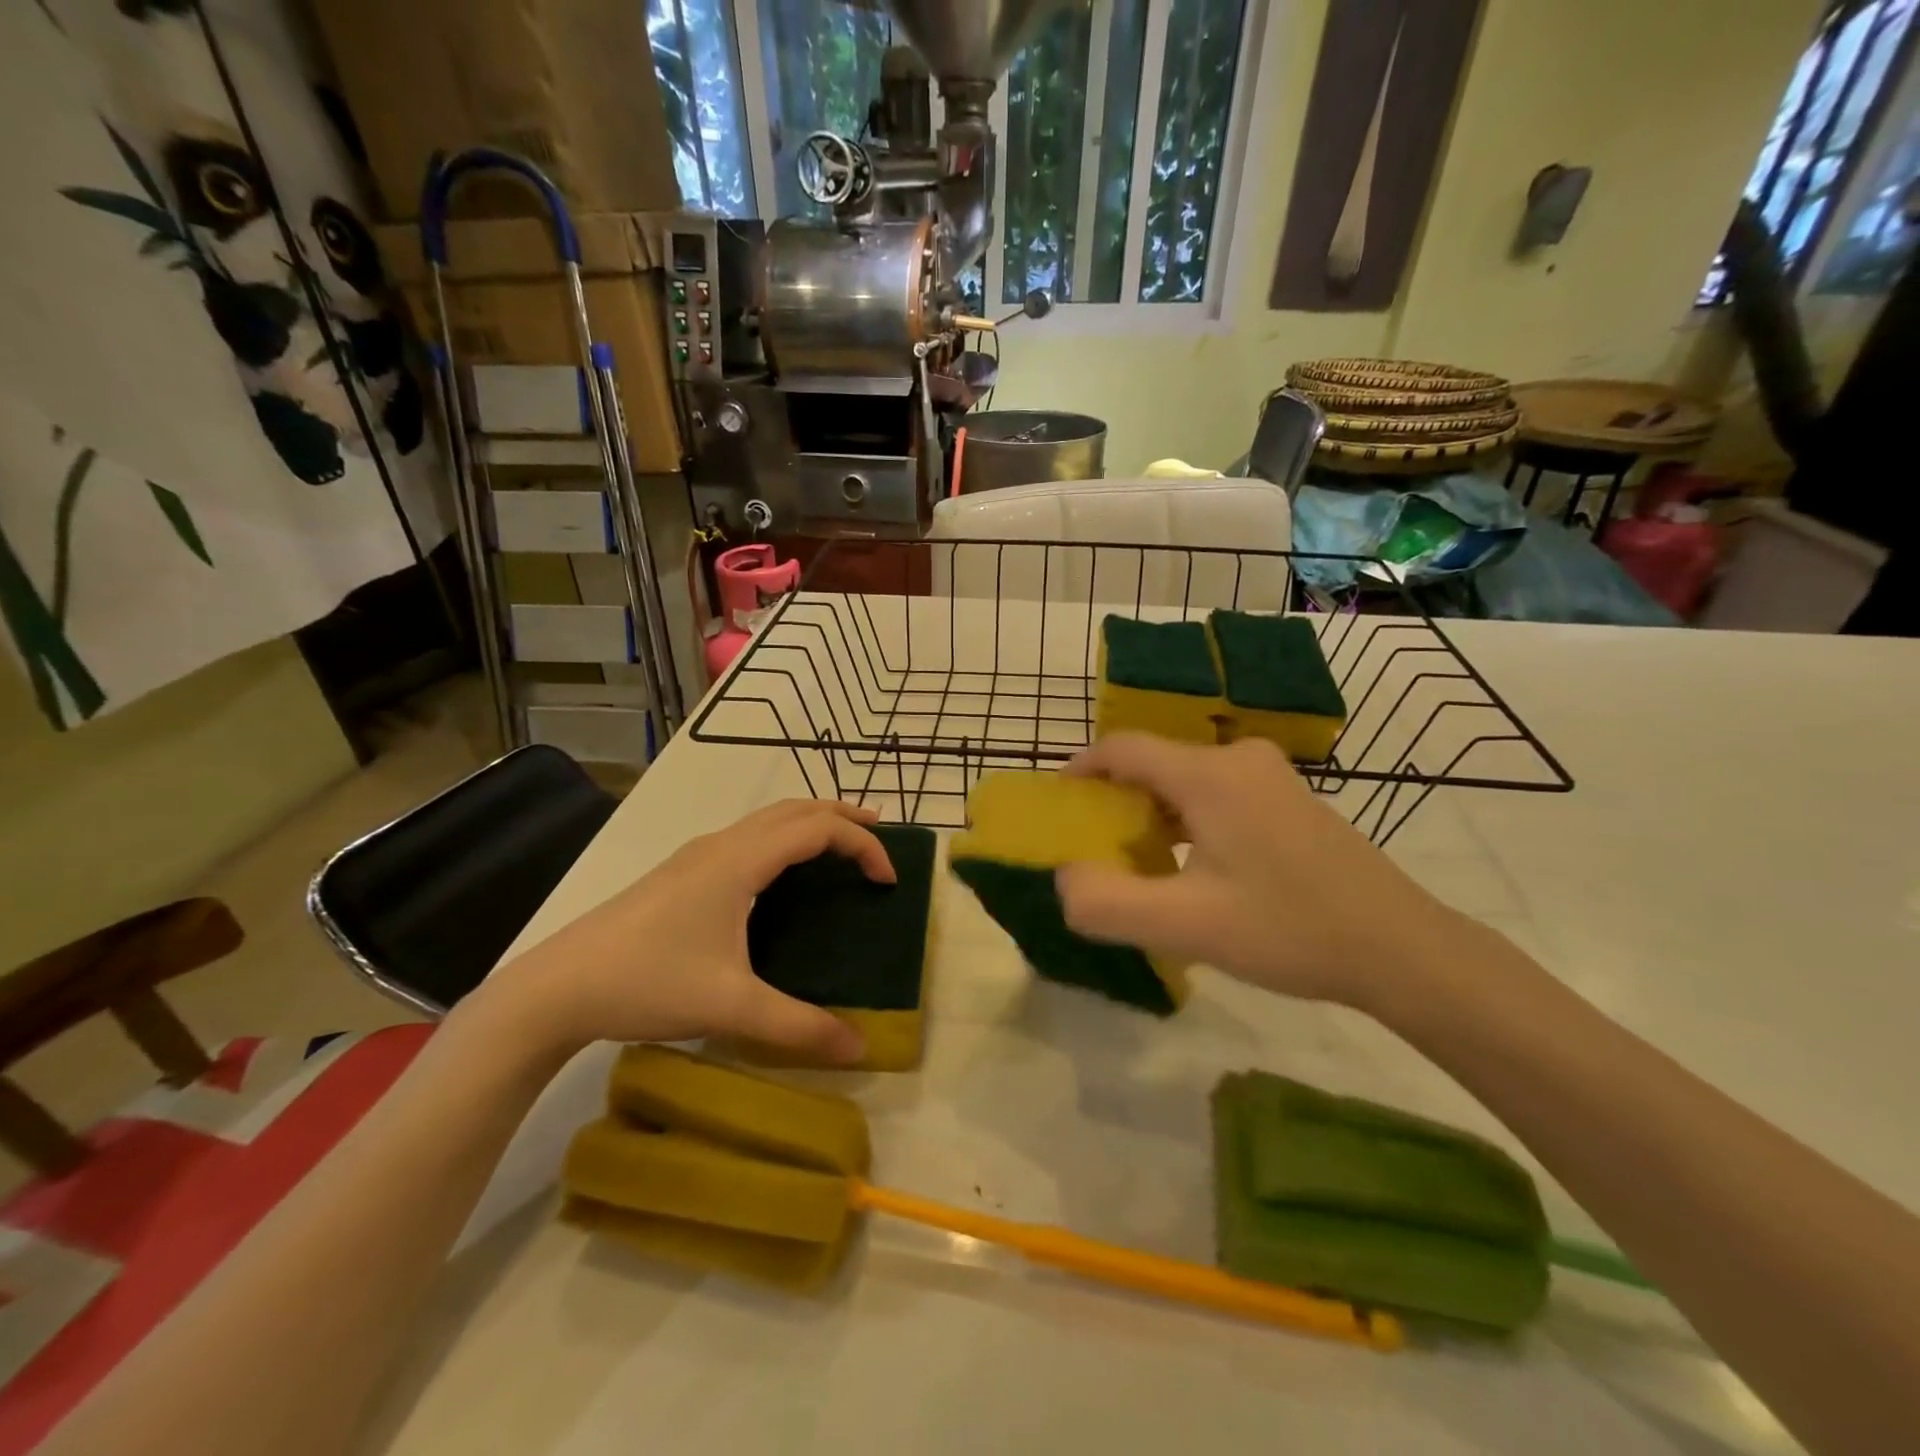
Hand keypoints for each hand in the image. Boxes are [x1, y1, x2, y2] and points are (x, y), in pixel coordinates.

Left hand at [480, 800, 891, 1061]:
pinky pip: (748, 836)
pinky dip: (783, 837)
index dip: (862, 846)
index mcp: (740, 861)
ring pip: (768, 819)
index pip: (818, 830)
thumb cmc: (648, 983)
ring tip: (840, 844)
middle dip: (843, 816)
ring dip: (810, 822)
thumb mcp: (730, 1007)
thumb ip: (798, 1026)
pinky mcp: (681, 872)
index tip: (888, 881)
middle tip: (881, 833)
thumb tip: (859, 1048)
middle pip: (796, 809)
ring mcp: (696, 855)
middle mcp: (722, 844)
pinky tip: (780, 874)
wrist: (556, 988)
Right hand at [1055, 734, 1463, 1011]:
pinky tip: (1190, 867)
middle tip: (1093, 847)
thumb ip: (1109, 904)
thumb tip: (1064, 881)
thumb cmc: (1290, 930)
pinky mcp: (1288, 798)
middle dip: (1114, 800)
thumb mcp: (1187, 927)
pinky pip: (1216, 794)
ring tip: (1136, 862)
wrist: (1401, 948)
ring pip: (1185, 781)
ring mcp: (1269, 776)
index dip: (1080, 770)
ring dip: (1151, 814)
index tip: (1056, 806)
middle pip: (1153, 764)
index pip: (1122, 748)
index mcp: (1209, 775)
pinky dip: (1186, 820)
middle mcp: (1237, 759)